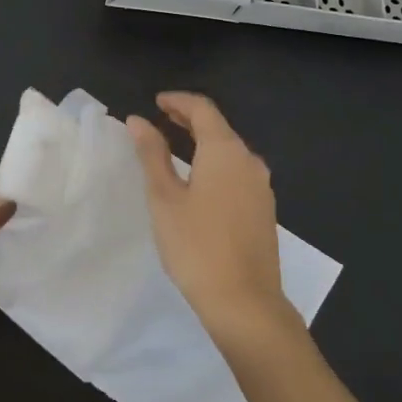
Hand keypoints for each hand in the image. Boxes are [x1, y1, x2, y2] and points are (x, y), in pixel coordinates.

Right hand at [127, 92, 298, 345]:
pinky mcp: (263, 209)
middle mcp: (249, 161)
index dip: (178, 101)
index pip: (203, 109)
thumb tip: (137, 120)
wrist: (244, 301)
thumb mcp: (164, 198)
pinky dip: (215, 163)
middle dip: (189, 119)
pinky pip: (237, 172)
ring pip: (230, 150)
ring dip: (203, 142)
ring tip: (175, 146)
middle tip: (161, 118)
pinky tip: (199, 180)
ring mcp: (261, 186)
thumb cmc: (196, 245)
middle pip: (219, 127)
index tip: (155, 102)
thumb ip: (152, 154)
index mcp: (226, 151)